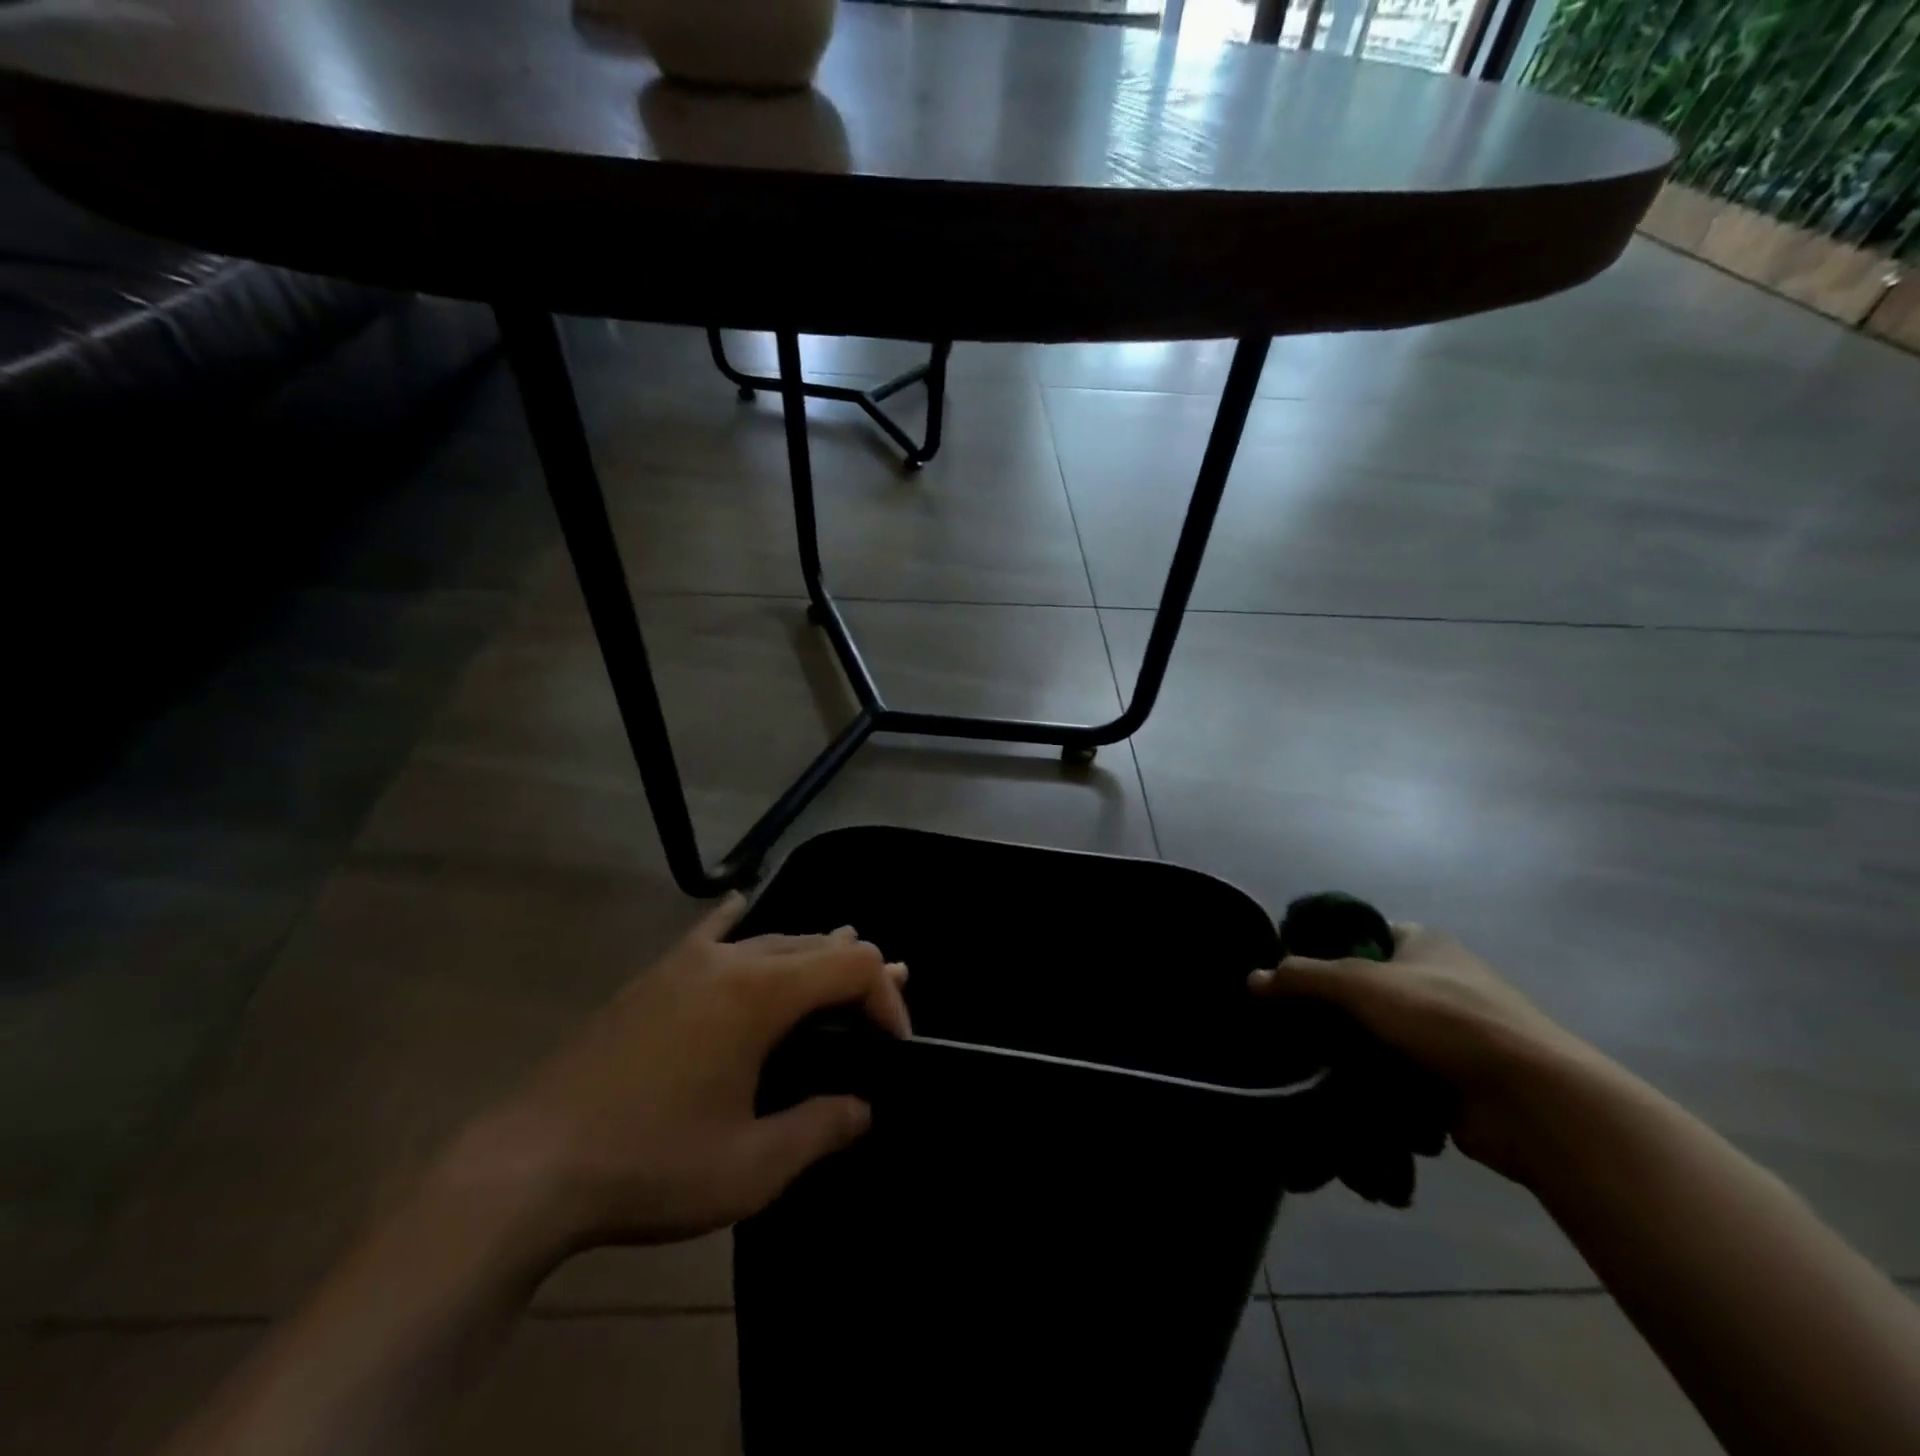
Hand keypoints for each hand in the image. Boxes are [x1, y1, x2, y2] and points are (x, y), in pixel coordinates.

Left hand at [444, 894, 910, 1258]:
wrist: (528, 1168)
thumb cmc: (650, 1167)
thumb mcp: (751, 1167)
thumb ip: (821, 1128)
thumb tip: (863, 1107)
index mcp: (760, 994)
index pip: (852, 964)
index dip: (886, 996)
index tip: (893, 1048)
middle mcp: (729, 960)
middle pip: (817, 943)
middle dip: (857, 975)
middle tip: (880, 1019)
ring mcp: (685, 962)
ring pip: (771, 939)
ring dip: (811, 956)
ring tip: (836, 979)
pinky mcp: (653, 977)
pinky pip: (711, 932)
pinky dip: (741, 923)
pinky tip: (744, 907)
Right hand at [1250, 925, 1591, 1182]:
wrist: (1531, 1100)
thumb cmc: (1445, 1018)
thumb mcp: (1360, 985)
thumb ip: (1301, 978)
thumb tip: (1251, 980)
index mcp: (1425, 944)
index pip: (1361, 935)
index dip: (1323, 948)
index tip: (1288, 973)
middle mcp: (1438, 982)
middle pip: (1366, 990)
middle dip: (1330, 1009)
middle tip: (1286, 1023)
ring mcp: (1449, 1034)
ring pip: (1379, 1037)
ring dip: (1348, 1052)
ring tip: (1303, 1062)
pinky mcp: (1454, 1080)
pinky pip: (1397, 1076)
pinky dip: (1372, 1085)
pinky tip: (1337, 1094)